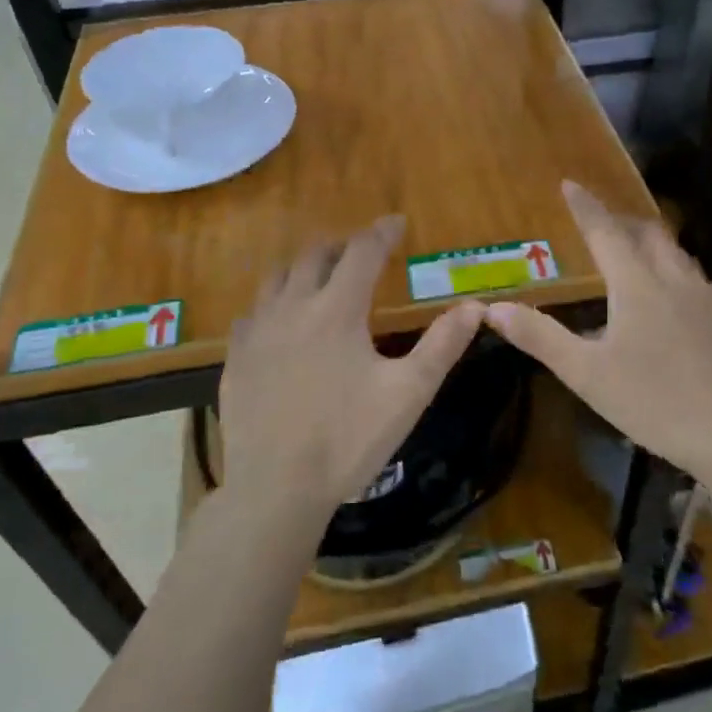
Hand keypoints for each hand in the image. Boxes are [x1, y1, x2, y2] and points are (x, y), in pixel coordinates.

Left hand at [219, 216, 483, 528]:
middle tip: (360, 251)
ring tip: (320, 276)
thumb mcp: (409, 393)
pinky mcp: (236, 359)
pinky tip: (281, 322)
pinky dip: (274, 303)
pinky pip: (253, 313)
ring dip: (303, 268)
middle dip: (341, 246)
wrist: (276, 488)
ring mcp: (257, 333)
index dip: (382, 233)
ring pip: (277, 279)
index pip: (361, 253)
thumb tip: (475, 307)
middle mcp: (292, 308)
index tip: (396, 222)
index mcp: (337, 310)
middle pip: (314, 256)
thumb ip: (443, 345)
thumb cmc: (349, 438)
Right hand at [484, 181, 711, 490]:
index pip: (605, 232)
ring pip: (679, 255)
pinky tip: (683, 299)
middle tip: (603, 224)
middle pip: (649, 233)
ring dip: (654, 246)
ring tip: (638, 256)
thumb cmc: (653, 402)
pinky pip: (703, 283)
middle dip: (622, 221)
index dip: (585, 207)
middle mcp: (676, 279)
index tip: (570, 184)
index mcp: (637, 285)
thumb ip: (540, 337)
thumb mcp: (586, 374)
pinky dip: (682, 277)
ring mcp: (711, 297)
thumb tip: (494, 308)